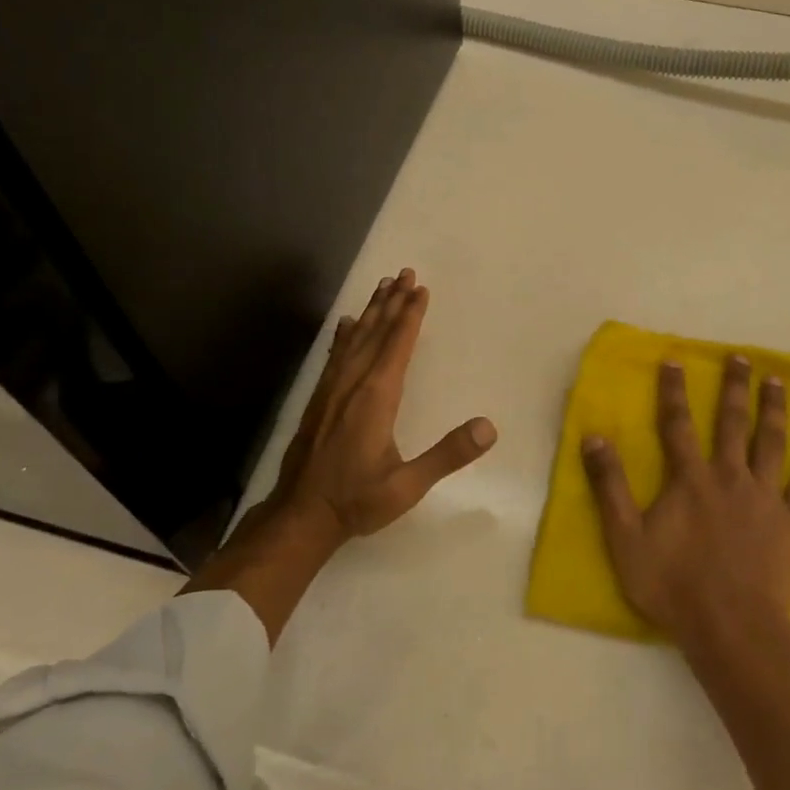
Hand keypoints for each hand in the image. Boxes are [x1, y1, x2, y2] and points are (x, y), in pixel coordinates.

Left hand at [269, 267, 496, 542]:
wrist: (300, 516)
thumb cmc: (358, 500)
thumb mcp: (408, 486)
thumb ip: (447, 455)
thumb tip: (489, 427)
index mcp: (376, 398)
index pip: (397, 345)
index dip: (411, 316)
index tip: (421, 289)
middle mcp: (353, 384)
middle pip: (376, 332)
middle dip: (393, 302)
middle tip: (405, 273)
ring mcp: (332, 389)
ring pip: (354, 339)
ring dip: (371, 311)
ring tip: (383, 286)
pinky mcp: (319, 399)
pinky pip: (335, 355)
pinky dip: (344, 335)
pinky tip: (346, 324)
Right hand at [580, 354, 789, 647]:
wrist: (731, 628)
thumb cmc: (673, 585)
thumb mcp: (626, 538)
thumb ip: (610, 486)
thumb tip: (594, 437)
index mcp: (690, 479)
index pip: (678, 424)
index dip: (674, 391)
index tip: (675, 359)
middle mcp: (729, 477)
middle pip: (732, 423)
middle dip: (734, 388)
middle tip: (741, 357)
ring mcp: (764, 498)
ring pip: (770, 443)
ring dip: (774, 409)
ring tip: (778, 381)